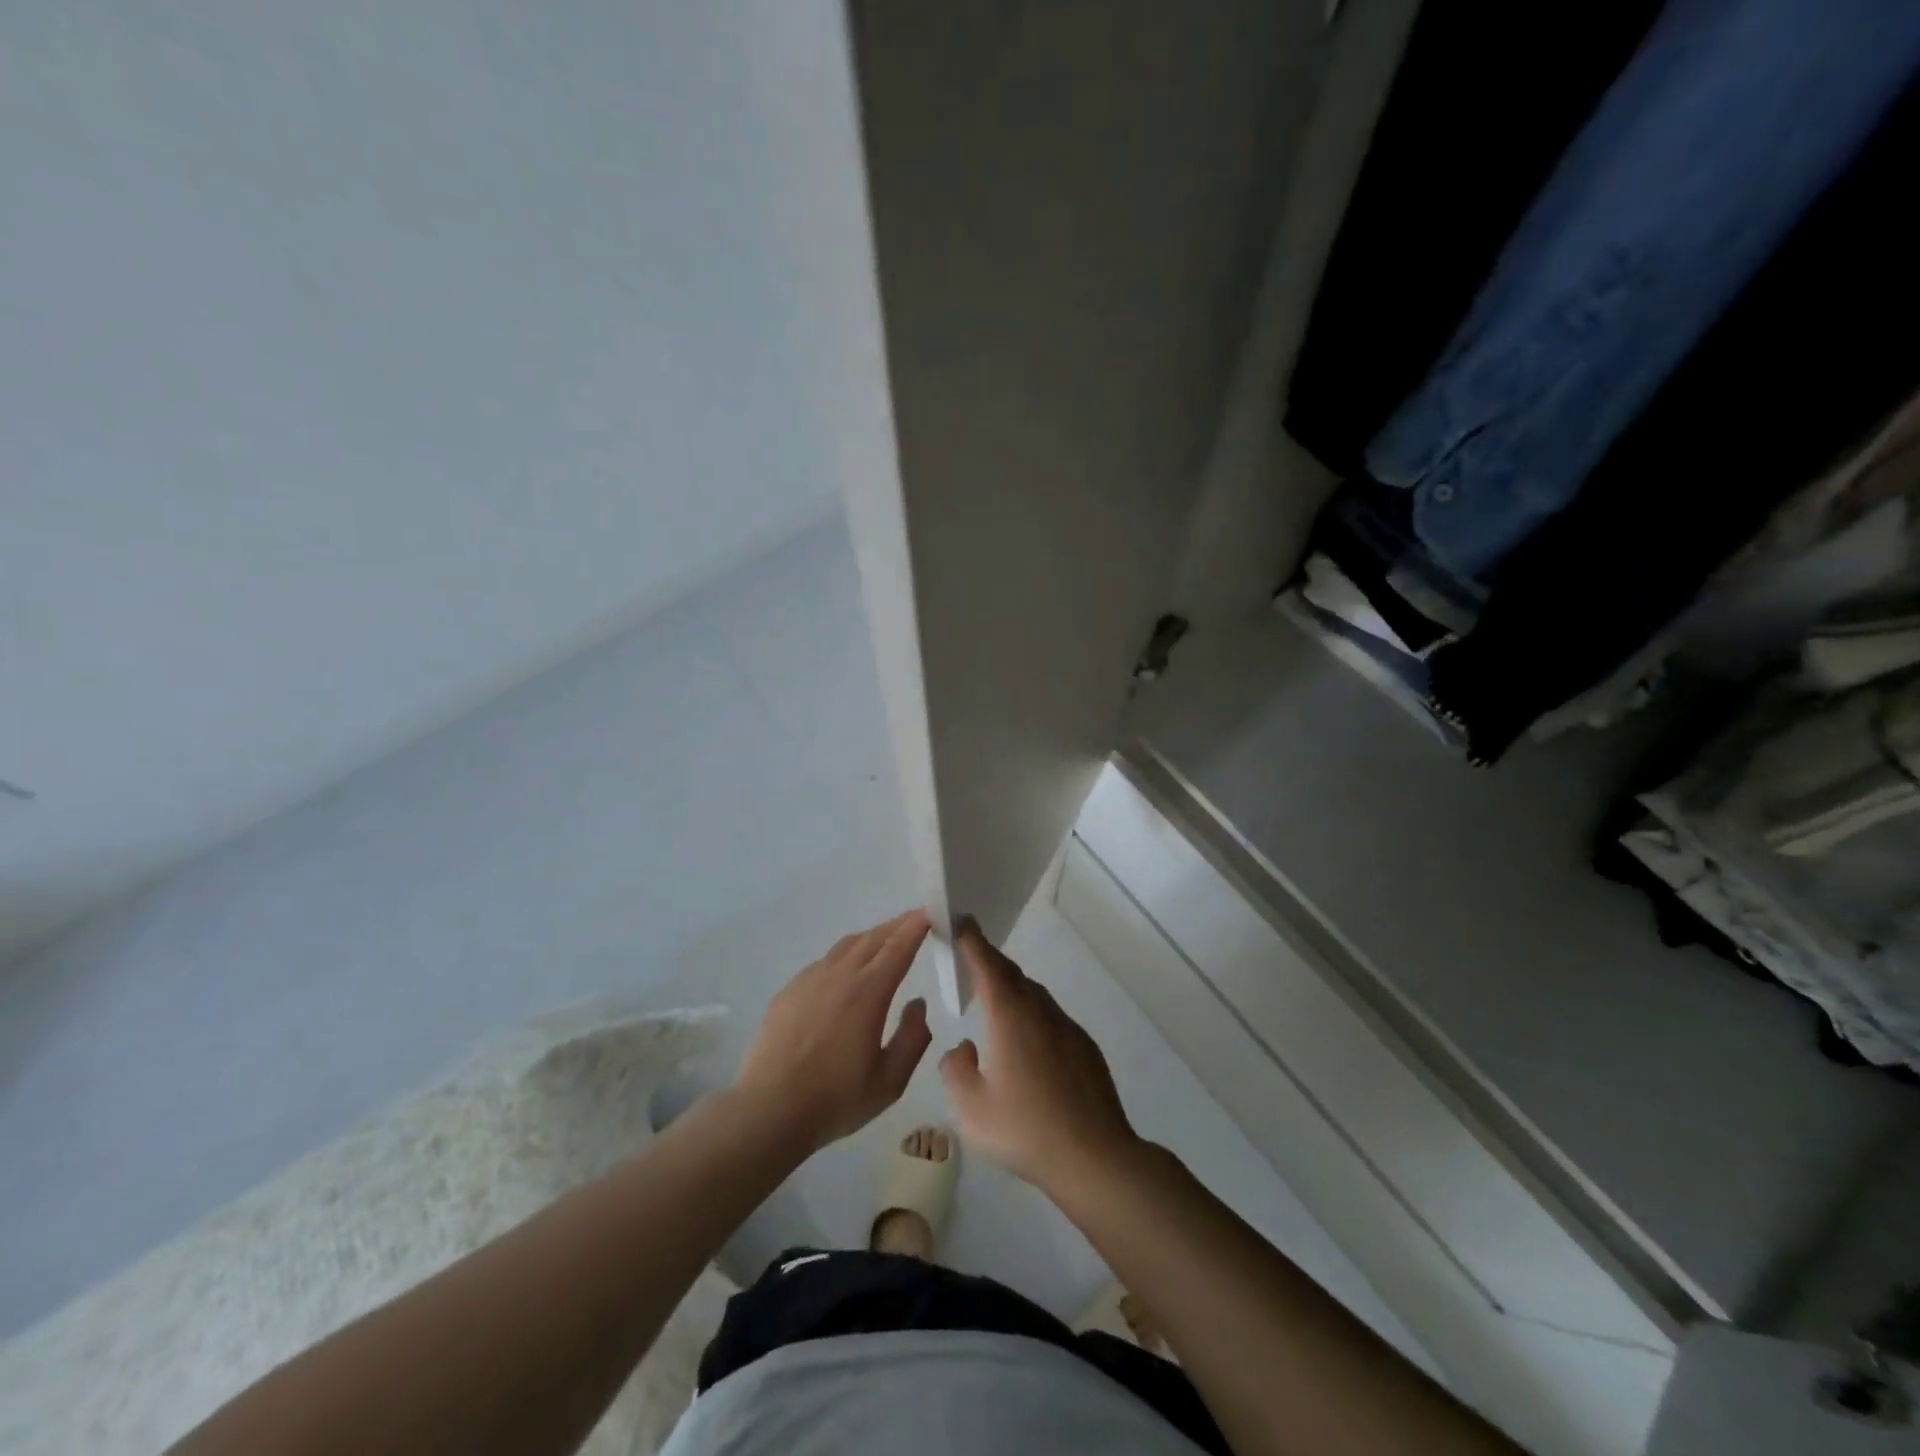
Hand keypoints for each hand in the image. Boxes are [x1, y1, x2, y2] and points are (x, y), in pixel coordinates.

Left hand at [734, 910, 933, 1150]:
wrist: (768, 1110)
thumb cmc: (835, 1099)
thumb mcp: (890, 1081)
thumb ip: (912, 1039)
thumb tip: (918, 1004)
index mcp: (869, 991)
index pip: (898, 947)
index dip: (916, 926)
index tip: (930, 912)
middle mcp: (840, 975)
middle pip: (873, 938)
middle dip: (897, 926)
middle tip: (914, 920)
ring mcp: (810, 979)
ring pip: (847, 945)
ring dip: (871, 937)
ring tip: (884, 941)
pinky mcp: (789, 990)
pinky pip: (824, 962)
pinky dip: (845, 955)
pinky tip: (845, 973)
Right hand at [939, 922, 1142, 1196]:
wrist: (1095, 1157)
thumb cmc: (1026, 1130)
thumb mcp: (972, 1109)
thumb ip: (956, 1070)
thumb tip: (963, 1048)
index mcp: (1010, 1017)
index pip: (987, 965)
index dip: (972, 940)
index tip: (961, 920)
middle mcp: (1040, 1011)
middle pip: (1012, 974)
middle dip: (990, 960)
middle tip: (971, 956)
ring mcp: (1068, 1027)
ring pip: (1035, 994)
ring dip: (1012, 988)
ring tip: (995, 1000)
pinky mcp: (1085, 1047)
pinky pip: (1052, 1017)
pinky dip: (1033, 1013)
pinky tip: (1028, 1044)